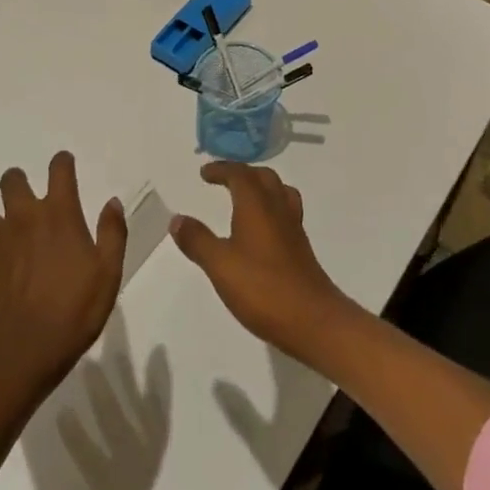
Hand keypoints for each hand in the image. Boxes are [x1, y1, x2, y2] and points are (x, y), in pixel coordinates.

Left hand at [0, 152, 127, 400]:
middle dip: (19, 183)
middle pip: (13, 180)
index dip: (62, 163)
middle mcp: (22, 217)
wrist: (23, 357)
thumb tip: (111, 201)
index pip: (59, 170)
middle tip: (26, 201)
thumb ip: (112, 233)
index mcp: (58, 215)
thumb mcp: (109, 275)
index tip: (64, 167)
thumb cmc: (73, 315)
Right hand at [170, 162, 353, 360]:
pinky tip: (261, 229)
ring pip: (279, 192)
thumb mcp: (220, 265)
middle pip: (263, 177)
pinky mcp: (300, 247)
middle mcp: (278, 208)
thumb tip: (177, 219)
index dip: (222, 169)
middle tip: (223, 179)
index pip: (240, 174)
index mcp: (257, 205)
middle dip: (242, 173)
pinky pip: (286, 211)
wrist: (312, 319)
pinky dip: (271, 207)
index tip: (205, 173)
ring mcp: (293, 228)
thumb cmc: (262, 288)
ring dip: (261, 187)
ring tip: (244, 197)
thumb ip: (198, 240)